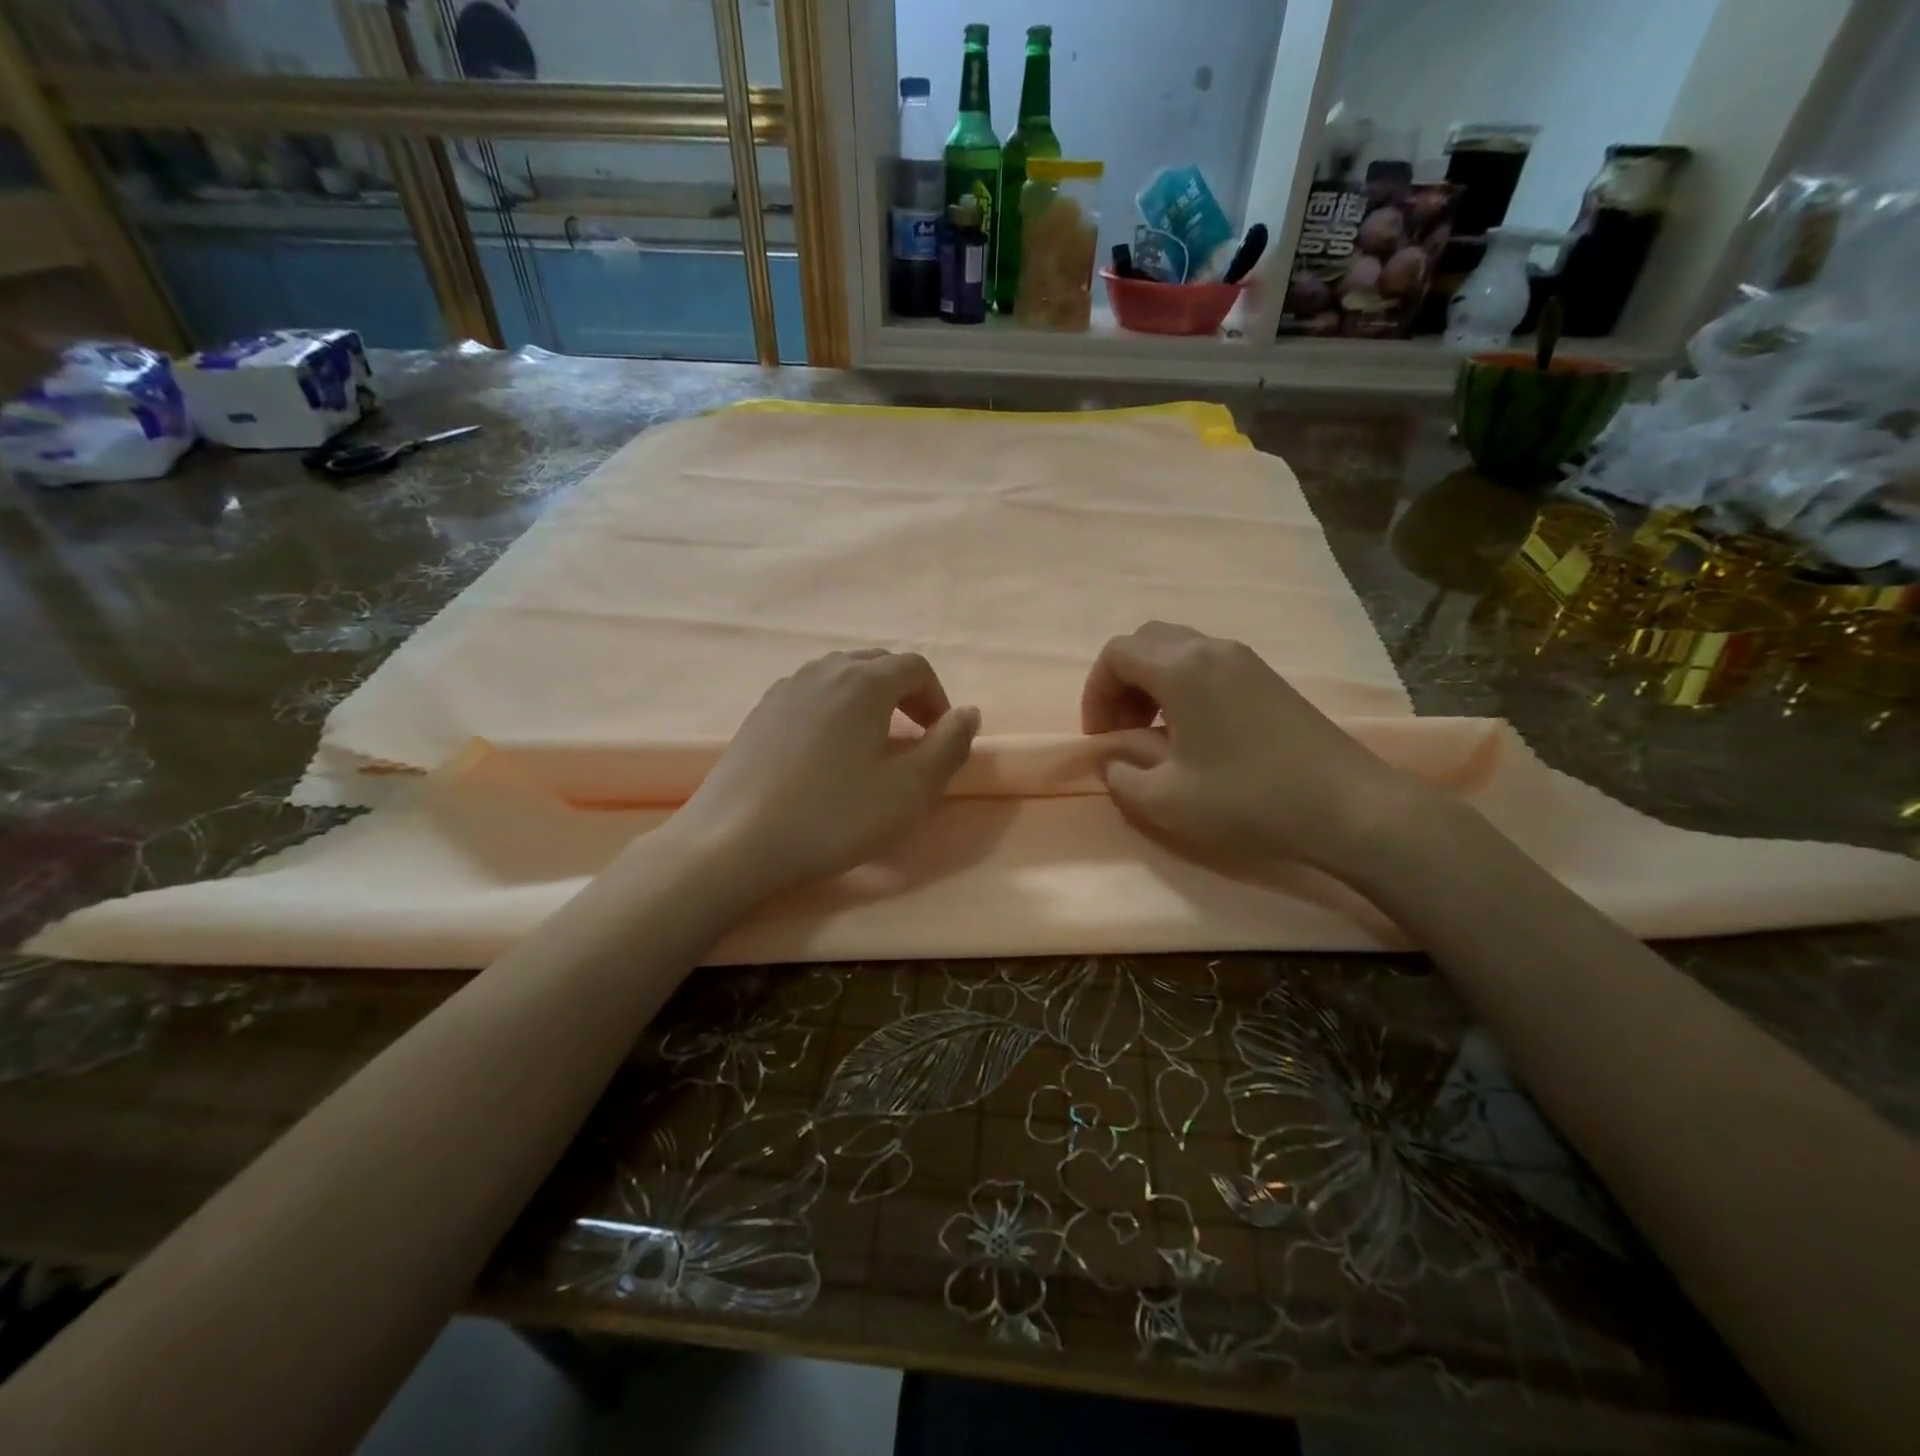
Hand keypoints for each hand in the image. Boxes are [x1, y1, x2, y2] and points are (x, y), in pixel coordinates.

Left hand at [671, 649, 979, 902]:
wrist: (733, 842)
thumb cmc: (832, 816)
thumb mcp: (908, 791)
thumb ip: (949, 747)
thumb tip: (968, 713)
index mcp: (863, 681)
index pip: (915, 667)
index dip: (937, 699)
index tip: (940, 739)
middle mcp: (823, 671)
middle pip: (877, 664)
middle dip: (905, 695)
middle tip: (912, 740)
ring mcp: (785, 689)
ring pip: (840, 678)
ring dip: (868, 702)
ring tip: (871, 747)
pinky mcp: (759, 714)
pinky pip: (811, 696)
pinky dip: (834, 711)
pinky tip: (826, 755)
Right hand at [1082, 621, 1422, 871]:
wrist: (1347, 806)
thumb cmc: (1246, 799)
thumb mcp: (1165, 801)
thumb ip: (1121, 776)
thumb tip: (1111, 760)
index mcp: (1181, 668)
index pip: (1115, 655)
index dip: (1095, 694)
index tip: (1103, 739)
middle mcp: (1212, 649)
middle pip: (1146, 643)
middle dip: (1121, 683)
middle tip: (1125, 730)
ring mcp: (1245, 659)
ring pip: (1178, 650)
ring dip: (1153, 684)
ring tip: (1156, 734)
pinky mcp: (1268, 677)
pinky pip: (1207, 664)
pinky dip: (1184, 686)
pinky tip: (1196, 734)